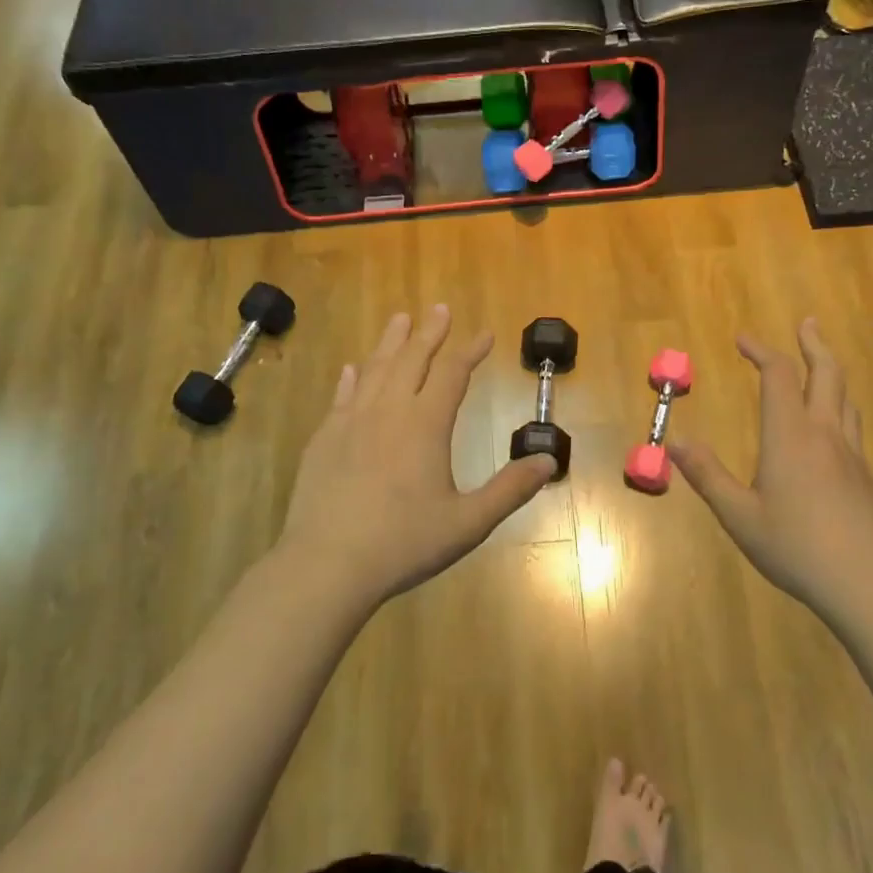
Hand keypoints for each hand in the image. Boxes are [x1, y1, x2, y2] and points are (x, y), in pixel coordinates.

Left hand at [277, 306, 557, 605]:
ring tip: (400, 318)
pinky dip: (351, 378)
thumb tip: (548, 461)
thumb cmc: (403, 543)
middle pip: (412, 359)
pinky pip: (342, 396)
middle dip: (430, 332)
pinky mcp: (324, 439)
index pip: (453, 373)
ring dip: (391, 342)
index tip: (485, 333)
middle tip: (439, 308)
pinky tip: (352, 369)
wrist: (327, 564)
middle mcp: (388, 411)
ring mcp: (351, 422)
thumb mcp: (468, 522)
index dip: (470, 350)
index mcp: (425, 425)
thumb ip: (510, 490)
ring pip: (375, 369)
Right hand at [670, 318, 872, 610]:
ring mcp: (852, 455)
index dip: (761, 351)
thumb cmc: (796, 547)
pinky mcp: (868, 477)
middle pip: (826, 373)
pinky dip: (838, 408)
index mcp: (790, 436)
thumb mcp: (739, 516)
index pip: (778, 376)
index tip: (743, 339)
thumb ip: (707, 475)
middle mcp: (825, 434)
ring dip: (831, 372)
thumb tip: (675, 441)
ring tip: (820, 365)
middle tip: (805, 323)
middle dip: (813, 344)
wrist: (869, 584)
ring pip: (845, 398)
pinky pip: (852, 427)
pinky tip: (830, 430)